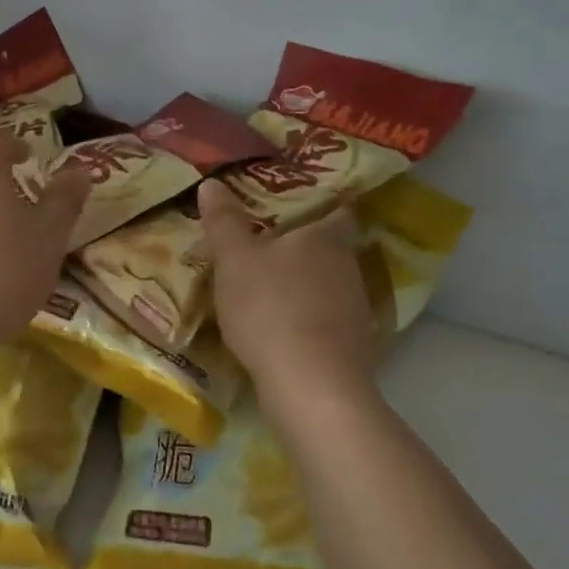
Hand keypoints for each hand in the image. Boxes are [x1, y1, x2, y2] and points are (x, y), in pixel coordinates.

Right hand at [198, 179, 378, 409]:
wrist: (311, 385)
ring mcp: (357, 311)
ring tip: (273, 294)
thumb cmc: (270, 307)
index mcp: (327, 238)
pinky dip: (310, 324)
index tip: (301, 208)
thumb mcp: (234, 260)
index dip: (323, 207)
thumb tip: (211, 183)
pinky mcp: (355, 349)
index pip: (338, 210)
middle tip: (270, 250)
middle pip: (332, 250)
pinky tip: (285, 335)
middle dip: (305, 251)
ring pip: (331, 288)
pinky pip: (329, 324)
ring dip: (307, 289)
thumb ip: (224, 222)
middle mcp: (349, 268)